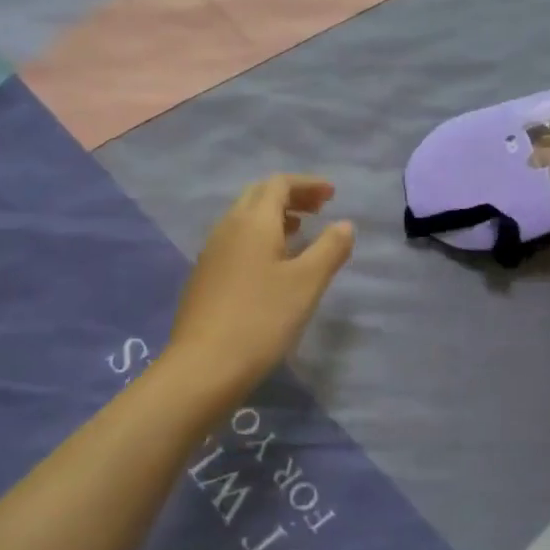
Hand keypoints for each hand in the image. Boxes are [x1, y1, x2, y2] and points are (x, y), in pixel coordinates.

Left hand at [168, 175, 354, 394]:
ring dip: (274, 218)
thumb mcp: (307, 284)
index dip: (307, 184)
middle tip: (319, 209)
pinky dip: (259, 239)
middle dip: (290, 196)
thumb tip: (345, 224)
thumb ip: (329, 249)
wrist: (204, 365)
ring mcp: (211, 253)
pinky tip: (272, 265)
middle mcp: (227, 228)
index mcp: (252, 221)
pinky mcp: (205, 277)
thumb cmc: (262, 319)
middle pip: (259, 196)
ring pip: (244, 219)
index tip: (332, 195)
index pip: (279, 184)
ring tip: (300, 232)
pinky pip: (236, 242)